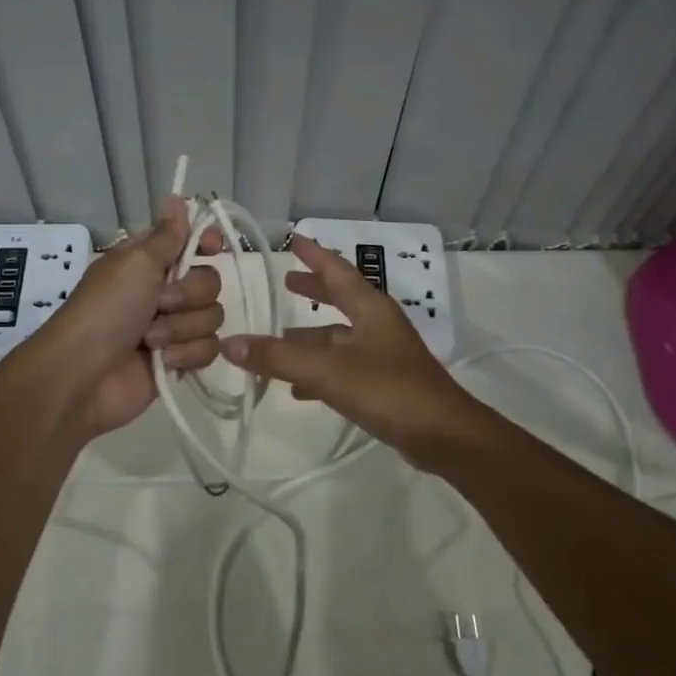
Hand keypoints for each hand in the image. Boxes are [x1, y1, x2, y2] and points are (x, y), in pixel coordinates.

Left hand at [33, 197, 224, 438]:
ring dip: (182, 328)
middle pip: (209, 281)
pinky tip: (164, 362)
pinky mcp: (178, 360)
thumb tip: (178, 198)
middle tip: (159, 305)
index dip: (205, 242)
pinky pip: (208, 349)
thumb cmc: (106, 310)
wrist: (83, 377)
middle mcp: (162, 290)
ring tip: (150, 341)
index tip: (211, 247)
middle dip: (188, 295)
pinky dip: (186, 355)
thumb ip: (166, 235)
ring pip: (211, 317)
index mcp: (148, 262)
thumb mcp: (134, 263)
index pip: (190, 241)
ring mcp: (171, 327)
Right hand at [220, 233, 474, 449]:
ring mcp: (384, 355)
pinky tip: (298, 390)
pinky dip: (320, 371)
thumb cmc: (388, 390)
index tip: (293, 239)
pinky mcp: (386, 384)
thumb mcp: (327, 371)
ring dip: (310, 338)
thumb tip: (230, 343)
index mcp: (370, 308)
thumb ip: (278, 358)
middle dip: (313, 290)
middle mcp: (378, 325)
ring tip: (277, 343)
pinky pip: (344, 368)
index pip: (337, 270)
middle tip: (286, 281)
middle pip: (340, 299)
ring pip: (339, 338)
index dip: (314, 255)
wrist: (445, 436)